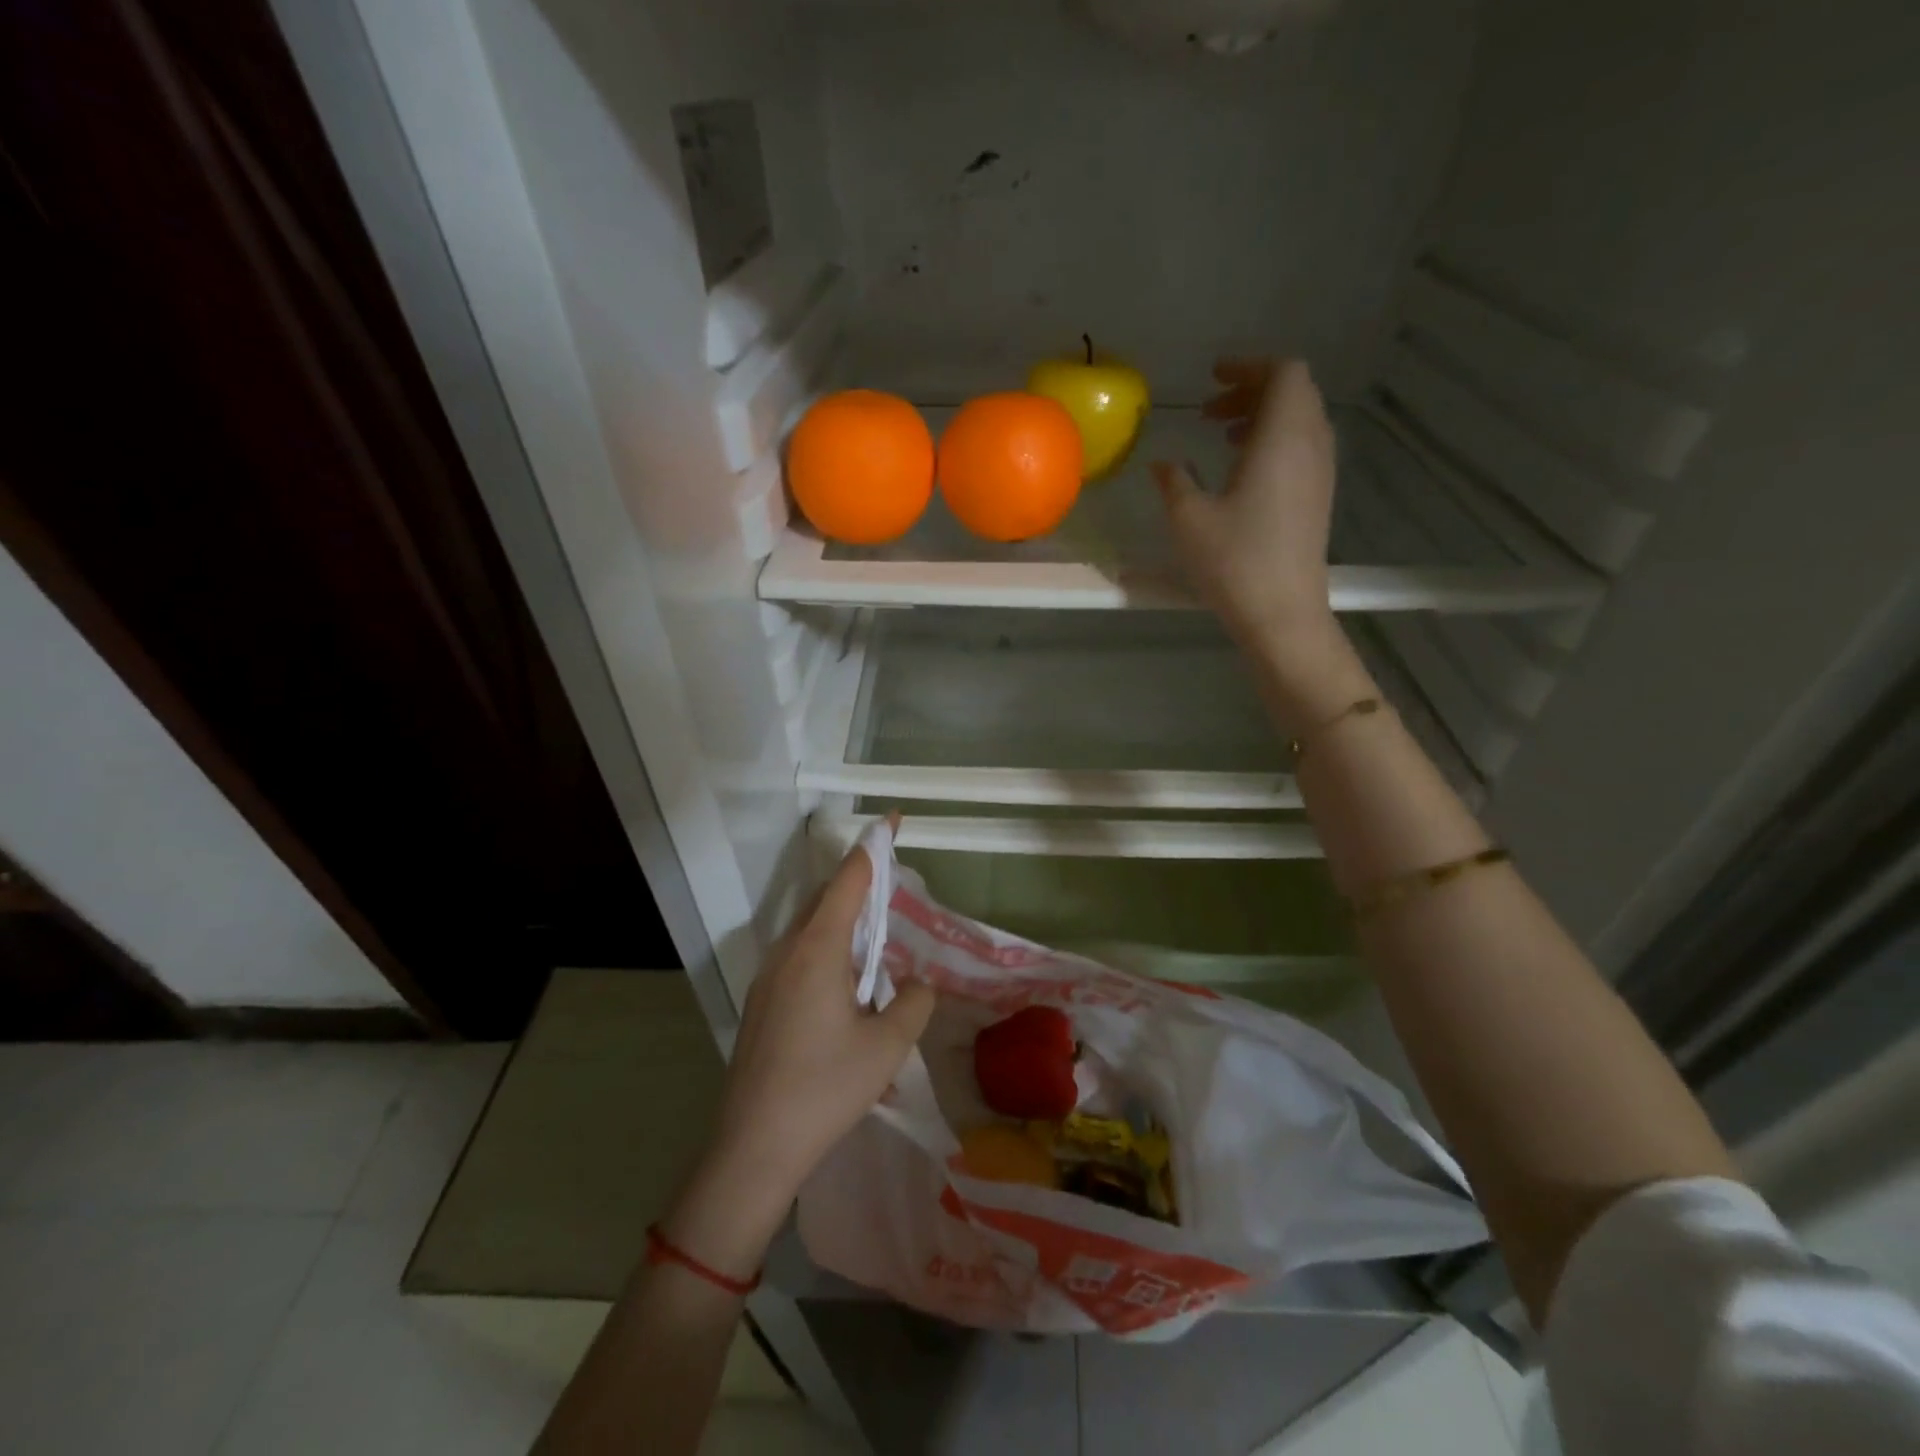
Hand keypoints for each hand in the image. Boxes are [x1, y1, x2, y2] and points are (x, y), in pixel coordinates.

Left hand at [665, 824, 935, 1278]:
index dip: (873, 847)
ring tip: (876, 940)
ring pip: (810, 927)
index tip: (892, 821)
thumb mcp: (887, 1046)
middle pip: (826, 897)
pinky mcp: (762, 1001)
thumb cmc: (825, 1088)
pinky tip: (847, 985)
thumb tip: (918, 984)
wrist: (753, 1146)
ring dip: (843, 920)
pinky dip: (828, 947)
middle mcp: (787, 950)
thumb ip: (914, 1002)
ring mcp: (768, 976)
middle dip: (859, 882)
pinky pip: (799, 954)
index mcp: (818, 948)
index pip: (849, 879)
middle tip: (893, 886)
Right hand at [1153, 359, 1360, 728]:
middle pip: (1294, 392)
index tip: (1213, 378)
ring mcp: (1320, 472)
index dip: (1249, 366)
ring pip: (1300, 420)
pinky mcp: (1319, 497)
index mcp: (1282, 437)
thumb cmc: (1234, 561)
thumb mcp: (1189, 519)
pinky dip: (1274, 442)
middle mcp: (1310, 445)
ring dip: (1263, 417)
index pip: (1284, 372)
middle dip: (1252, 389)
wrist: (1283, 614)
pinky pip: (1302, 447)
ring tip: (1222, 438)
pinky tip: (1241, 472)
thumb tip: (1162, 464)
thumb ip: (1174, 482)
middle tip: (1210, 410)